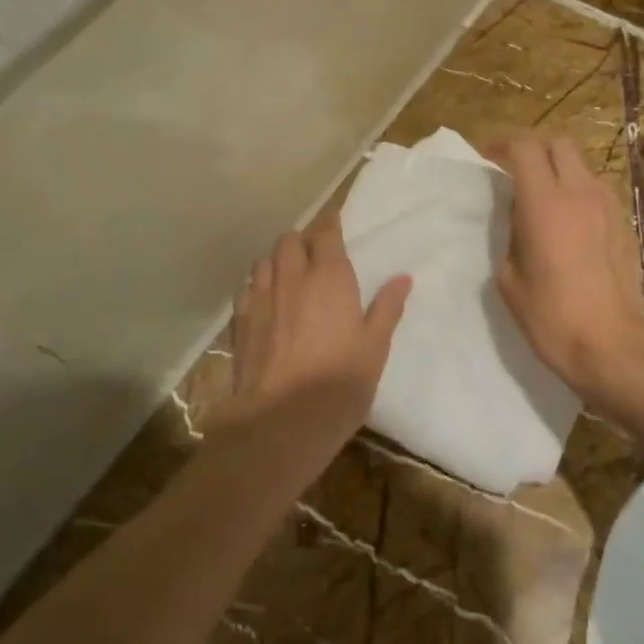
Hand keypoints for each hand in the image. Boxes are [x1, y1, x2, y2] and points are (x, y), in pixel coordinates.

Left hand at [226, 213, 410, 441]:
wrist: (282, 420)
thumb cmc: (339, 382)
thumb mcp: (375, 347)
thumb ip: (387, 308)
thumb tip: (403, 278)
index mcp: (330, 277)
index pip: (326, 234)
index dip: (330, 224)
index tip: (334, 222)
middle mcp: (292, 277)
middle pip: (290, 241)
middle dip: (302, 240)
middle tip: (315, 252)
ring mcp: (262, 298)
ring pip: (265, 261)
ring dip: (278, 260)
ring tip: (288, 273)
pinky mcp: (241, 322)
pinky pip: (246, 288)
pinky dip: (257, 285)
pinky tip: (265, 300)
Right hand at [493, 136, 643, 418]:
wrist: (611, 344)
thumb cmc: (551, 315)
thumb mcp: (509, 277)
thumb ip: (510, 234)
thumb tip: (518, 215)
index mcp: (544, 203)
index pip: (525, 147)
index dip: (503, 144)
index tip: (489, 156)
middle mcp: (580, 193)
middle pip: (559, 143)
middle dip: (535, 149)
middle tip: (517, 170)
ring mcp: (608, 205)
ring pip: (582, 165)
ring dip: (560, 170)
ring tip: (546, 197)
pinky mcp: (625, 223)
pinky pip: (598, 190)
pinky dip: (580, 192)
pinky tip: (571, 221)